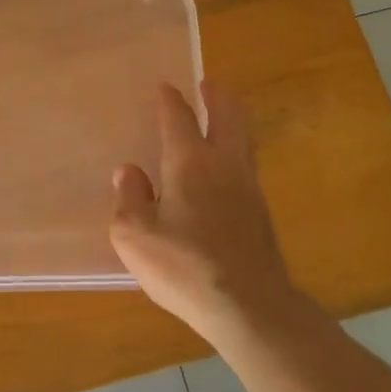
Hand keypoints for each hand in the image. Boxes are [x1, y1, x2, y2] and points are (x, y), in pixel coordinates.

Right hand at [109, 81, 298, 346]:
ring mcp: (248, 188)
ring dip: (231, 121)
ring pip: (243, 139)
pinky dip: (235, 153)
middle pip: (228, 116)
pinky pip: (246, 167)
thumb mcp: (135, 236)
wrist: (250, 306)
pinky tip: (224, 171)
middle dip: (217, 97)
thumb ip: (129, 199)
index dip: (170, 100)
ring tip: (219, 118)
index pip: (179, 118)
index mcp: (189, 162)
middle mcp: (224, 165)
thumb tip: (129, 172)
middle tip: (208, 85)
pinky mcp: (261, 214)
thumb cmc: (184, 267)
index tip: (165, 88)